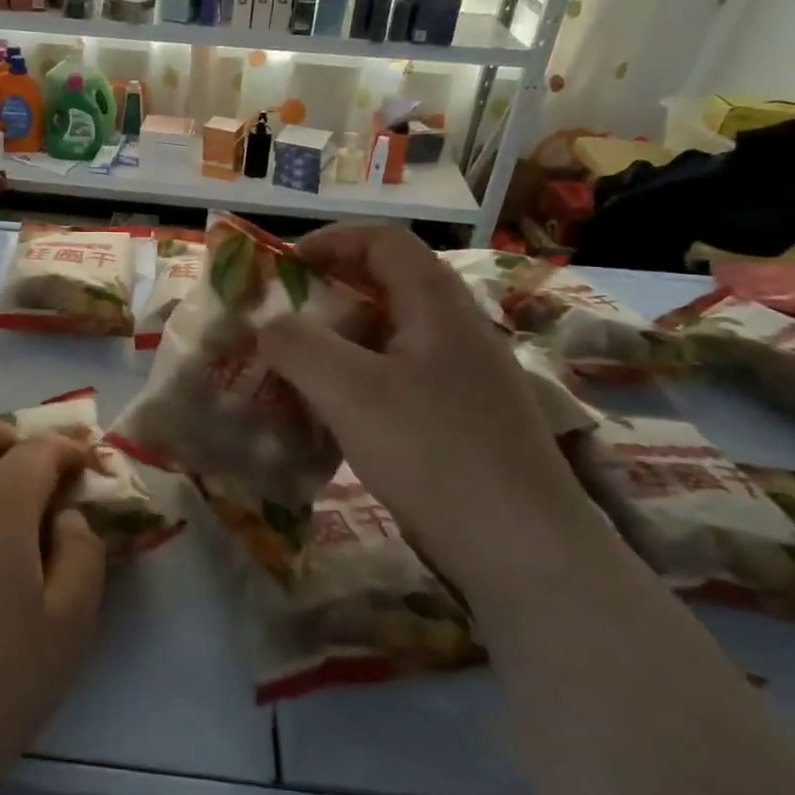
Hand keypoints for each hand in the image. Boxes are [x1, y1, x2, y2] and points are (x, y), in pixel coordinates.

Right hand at [260, 224, 606, 607]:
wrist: (526, 553)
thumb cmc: (435, 454)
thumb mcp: (350, 392)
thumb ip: (298, 346)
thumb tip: (269, 325)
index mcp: (438, 306)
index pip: (383, 241)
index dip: (330, 240)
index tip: (284, 267)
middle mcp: (458, 331)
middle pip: (387, 287)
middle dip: (327, 297)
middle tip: (283, 324)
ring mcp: (466, 378)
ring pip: (392, 338)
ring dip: (341, 345)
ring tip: (299, 373)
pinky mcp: (465, 420)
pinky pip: (401, 380)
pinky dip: (360, 384)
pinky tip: (337, 419)